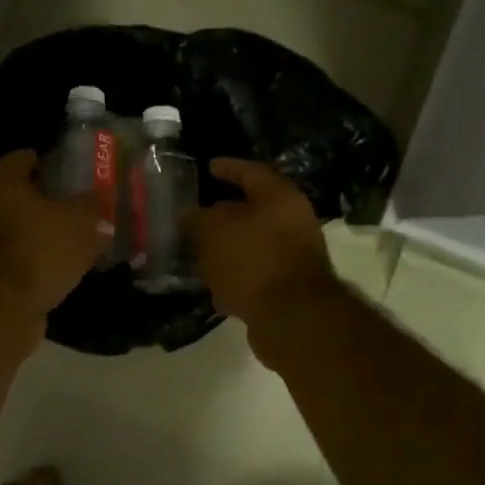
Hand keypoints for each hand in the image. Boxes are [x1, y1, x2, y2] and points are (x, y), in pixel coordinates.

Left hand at [0, 149, 102, 328]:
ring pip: (18, 230)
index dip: (51, 162)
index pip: (24, 157)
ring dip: (42, 234)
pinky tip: (61, 269)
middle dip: (49, 201)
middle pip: (20, 195)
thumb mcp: (81, 221)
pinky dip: (35, 261)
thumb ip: (93, 207)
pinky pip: (16, 259)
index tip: (74, 171)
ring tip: (76, 241)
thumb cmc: (39, 250)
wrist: (2, 310)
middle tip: (81, 207)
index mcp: (0, 182)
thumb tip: (99, 206)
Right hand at [186, 159, 340, 352]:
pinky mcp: (289, 287)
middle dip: (224, 212)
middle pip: (254, 210)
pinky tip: (214, 284)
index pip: (251, 172)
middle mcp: (294, 222)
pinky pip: (257, 272)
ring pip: (254, 243)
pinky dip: (236, 274)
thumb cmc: (253, 261)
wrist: (293, 318)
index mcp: (280, 198)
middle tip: (196, 215)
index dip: (228, 167)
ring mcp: (294, 256)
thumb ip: (197, 219)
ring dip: (228, 246)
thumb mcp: (214, 233)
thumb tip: (190, 216)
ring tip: (198, 251)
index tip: (208, 167)